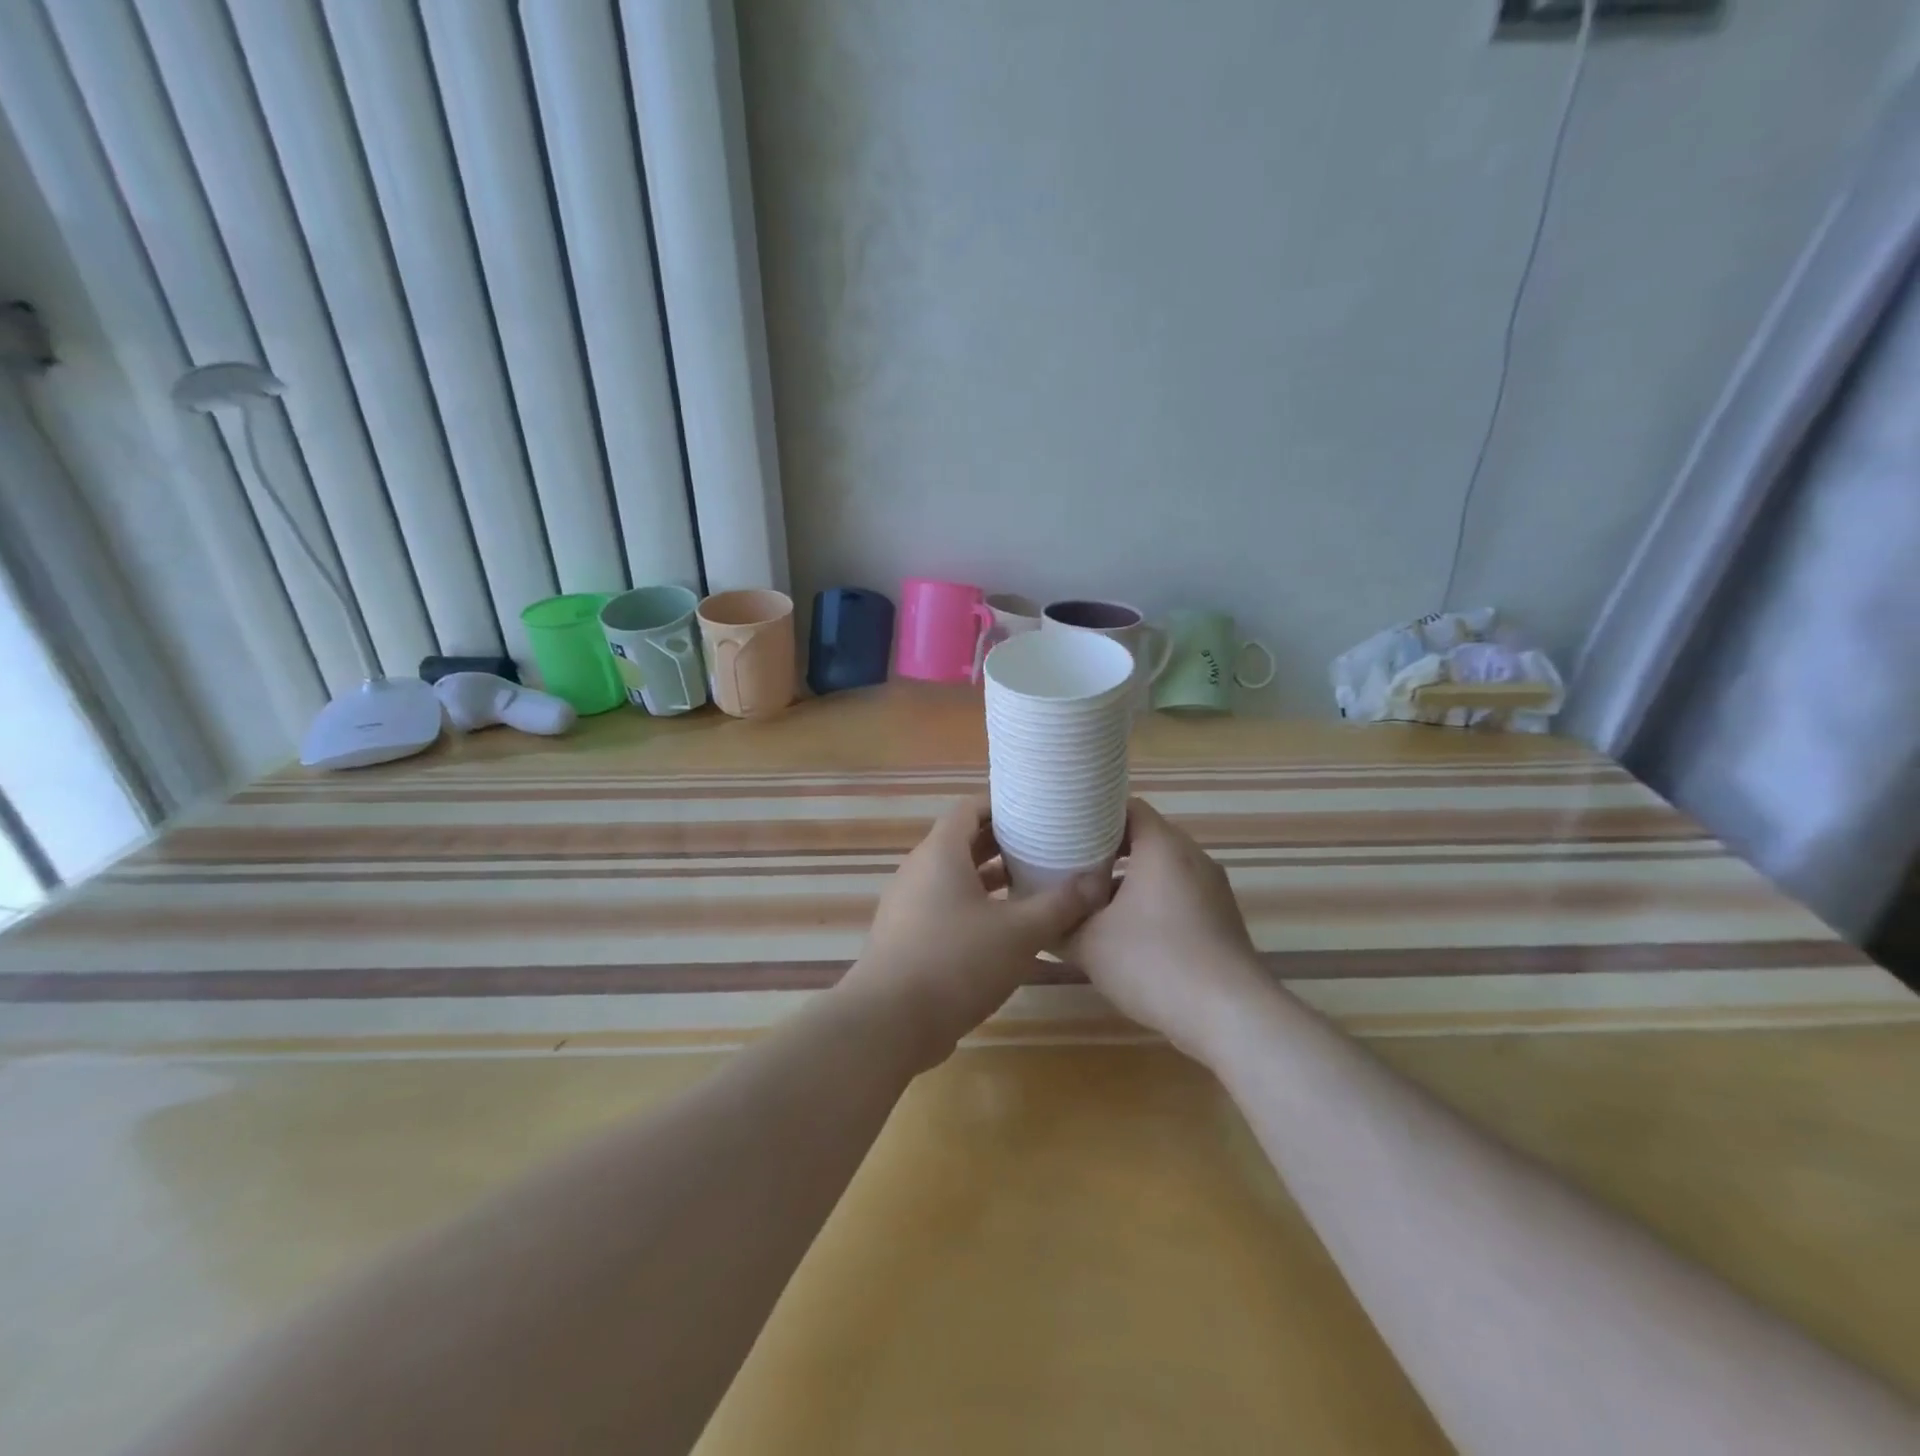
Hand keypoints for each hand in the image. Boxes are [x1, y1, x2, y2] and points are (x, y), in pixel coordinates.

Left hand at [840, 795, 1110, 1068]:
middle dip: (1001, 842)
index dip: (1002, 804)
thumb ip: (1059, 904)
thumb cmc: (956, 962)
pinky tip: (1003, 928)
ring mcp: (907, 904)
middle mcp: (918, 870)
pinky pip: (943, 905)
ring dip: (989, 877)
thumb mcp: (1019, 933)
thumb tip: (1096, 881)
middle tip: (1043, 844)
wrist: (889, 1022)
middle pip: (962, 841)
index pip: (970, 809)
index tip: (1036, 810)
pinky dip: (973, 905)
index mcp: (940, 853)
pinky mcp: (906, 936)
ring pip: (953, 877)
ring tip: (1030, 883)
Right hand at [1065, 798, 1268, 1061]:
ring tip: (1091, 900)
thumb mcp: (1089, 944)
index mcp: (1163, 847)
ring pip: (1161, 869)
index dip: (1093, 813)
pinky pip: (1178, 894)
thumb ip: (1058, 924)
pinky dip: (1150, 901)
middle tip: (1068, 864)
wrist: (1229, 1016)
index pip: (1128, 806)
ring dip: (1127, 880)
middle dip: (1105, 849)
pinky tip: (1126, 933)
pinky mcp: (1220, 918)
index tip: (1064, 829)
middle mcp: (1193, 857)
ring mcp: (1212, 889)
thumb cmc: (1154, 963)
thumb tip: (1038, 918)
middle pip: (1144, 837)